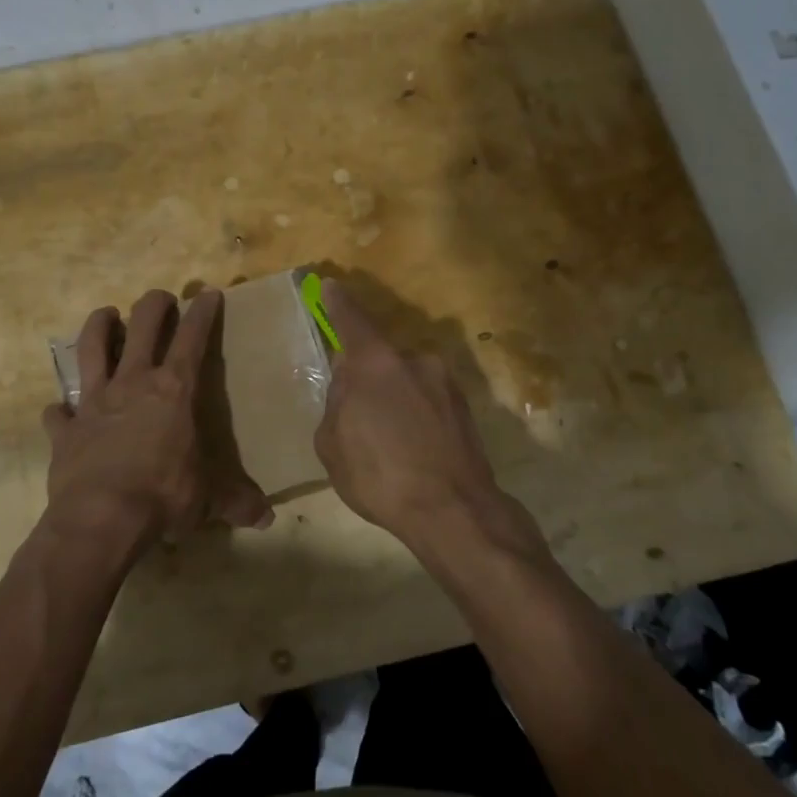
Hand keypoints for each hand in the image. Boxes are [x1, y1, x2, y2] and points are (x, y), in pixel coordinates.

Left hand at [42, 288, 270, 549]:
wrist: (101, 519)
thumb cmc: (163, 497)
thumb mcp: (208, 499)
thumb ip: (236, 502)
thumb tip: (267, 518)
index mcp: (173, 391)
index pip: (193, 338)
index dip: (203, 313)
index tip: (208, 293)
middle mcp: (132, 384)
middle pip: (142, 326)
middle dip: (155, 305)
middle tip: (162, 299)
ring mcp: (94, 403)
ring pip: (92, 348)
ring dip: (99, 327)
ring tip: (105, 315)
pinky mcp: (64, 429)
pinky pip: (57, 412)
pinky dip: (58, 410)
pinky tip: (59, 410)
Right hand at [313, 278, 545, 562]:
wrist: (453, 511)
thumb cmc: (380, 476)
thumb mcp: (332, 443)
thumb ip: (337, 402)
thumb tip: (349, 387)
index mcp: (375, 362)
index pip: (351, 319)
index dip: (338, 303)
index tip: (331, 285)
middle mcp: (414, 359)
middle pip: (379, 357)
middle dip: (365, 376)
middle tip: (356, 413)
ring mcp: (444, 381)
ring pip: (405, 379)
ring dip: (392, 397)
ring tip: (388, 440)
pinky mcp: (465, 406)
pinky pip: (427, 398)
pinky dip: (415, 413)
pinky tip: (412, 447)